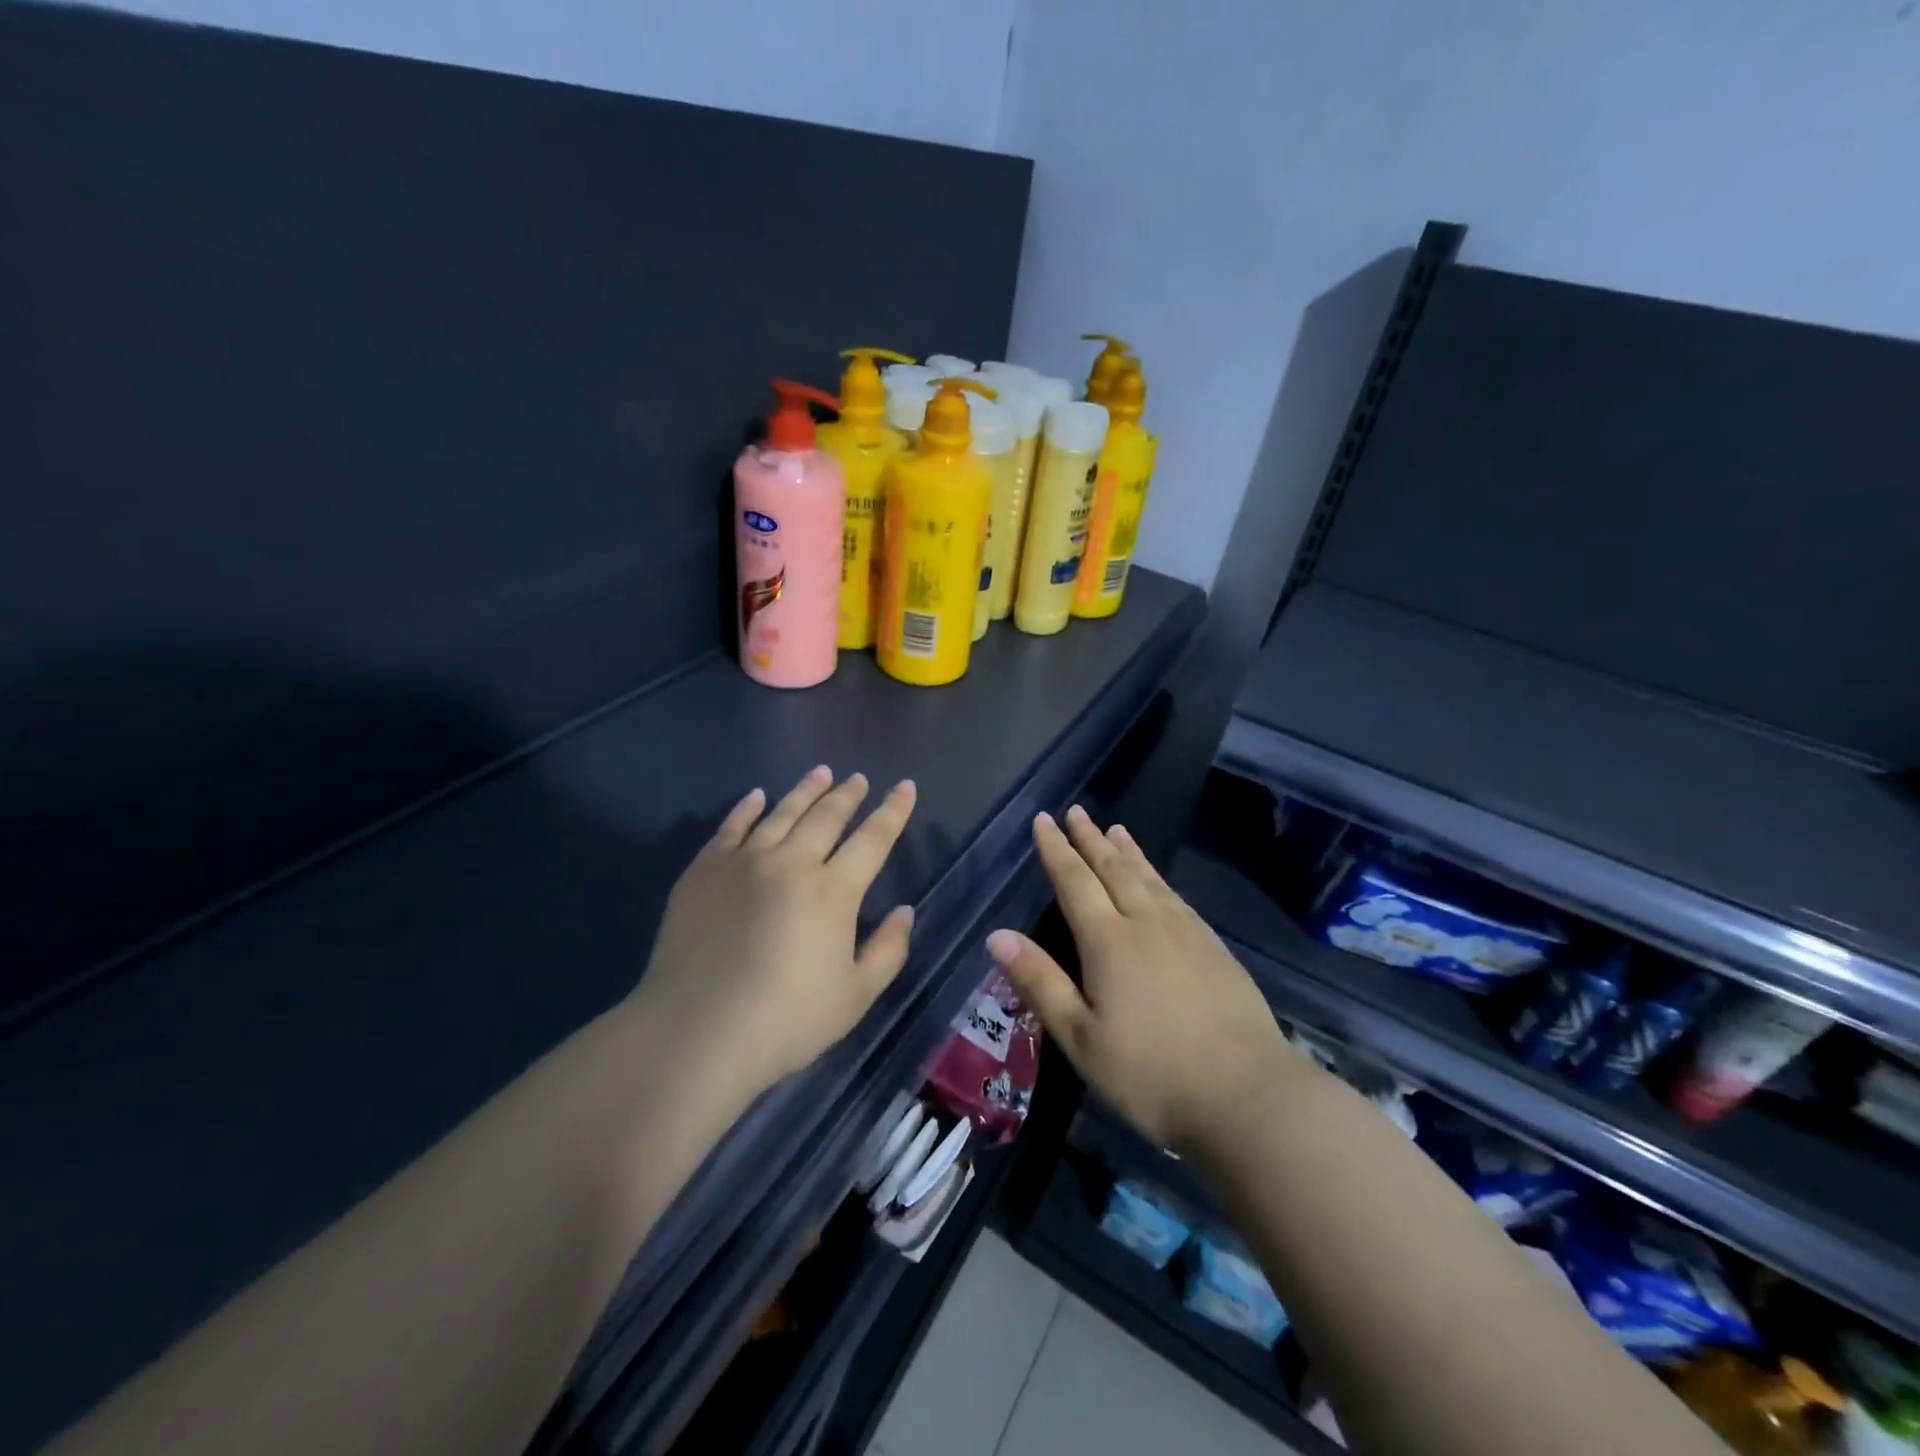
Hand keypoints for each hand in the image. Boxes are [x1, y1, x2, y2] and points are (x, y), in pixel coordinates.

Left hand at [636, 766, 918, 1092]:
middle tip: (857, 779)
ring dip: (804, 791)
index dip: (892, 811)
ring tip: (820, 773)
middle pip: (826, 817)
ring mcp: (744, 863)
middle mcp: (791, 864)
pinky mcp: (704, 872)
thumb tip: (905, 911)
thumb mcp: (855, 996)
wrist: (697, 1032)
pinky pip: (731, 828)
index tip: (905, 786)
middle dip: (847, 795)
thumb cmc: (786, 1021)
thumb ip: (887, 950)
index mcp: (833, 891)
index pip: (873, 839)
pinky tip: (756, 796)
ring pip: (781, 813)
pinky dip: (747, 808)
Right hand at [987, 806, 1303, 1155]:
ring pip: (1149, 878)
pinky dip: (1159, 877)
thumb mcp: (1080, 1038)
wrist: (1246, 1095)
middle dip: (1090, 838)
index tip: (1044, 820)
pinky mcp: (1214, 948)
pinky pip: (1176, 896)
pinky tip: (1159, 880)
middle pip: (1113, 869)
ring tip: (1115, 829)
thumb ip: (1040, 982)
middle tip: (1076, 811)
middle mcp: (1146, 923)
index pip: (1075, 881)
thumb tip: (998, 935)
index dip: (1056, 849)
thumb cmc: (1151, 1074)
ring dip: (1128, 851)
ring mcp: (1186, 932)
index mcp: (1109, 941)